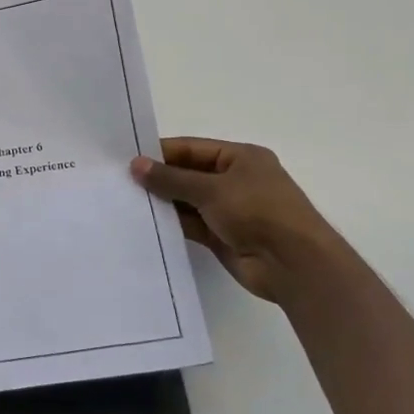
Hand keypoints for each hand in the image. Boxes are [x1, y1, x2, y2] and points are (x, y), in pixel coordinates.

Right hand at [130, 138, 344, 305]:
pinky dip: (173, 223)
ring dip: (164, 202)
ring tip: (126, 202)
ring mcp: (230, 210)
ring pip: (188, 201)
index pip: (193, 149)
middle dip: (160, 178)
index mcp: (241, 157)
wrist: (293, 264)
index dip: (162, 153)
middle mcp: (236, 180)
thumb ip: (171, 179)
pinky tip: (145, 223)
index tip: (128, 159)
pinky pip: (192, 224)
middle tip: (120, 181)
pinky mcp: (223, 236)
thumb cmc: (258, 211)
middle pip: (189, 174)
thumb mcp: (212, 188)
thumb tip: (136, 165)